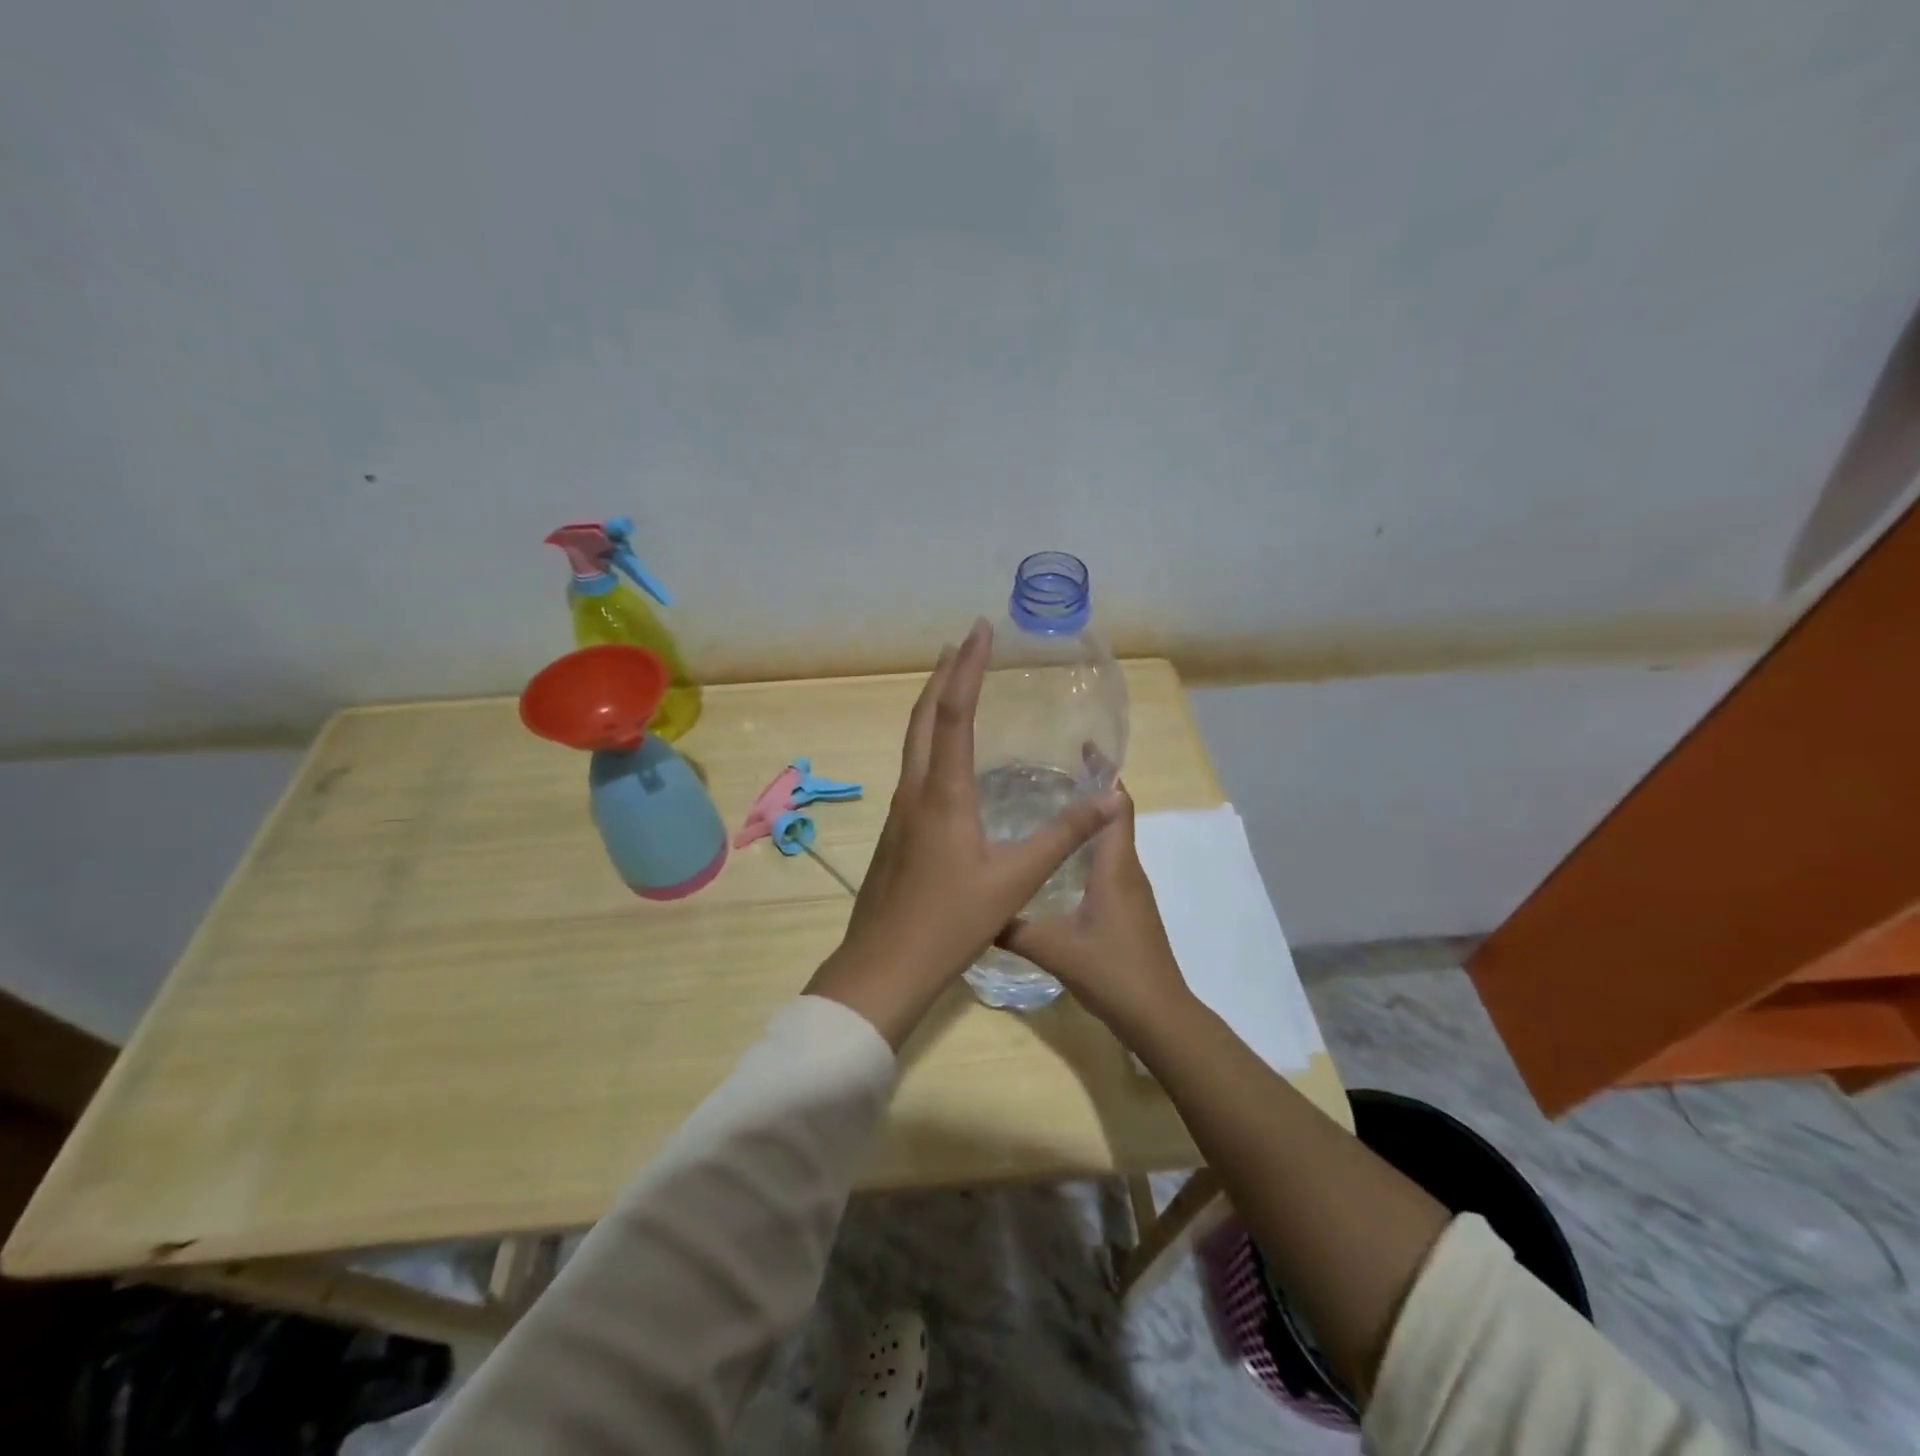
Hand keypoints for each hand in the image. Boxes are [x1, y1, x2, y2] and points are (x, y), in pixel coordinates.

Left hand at [804, 618, 1124, 1046]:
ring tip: (954, 683)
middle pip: (923, 717)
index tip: (980, 629)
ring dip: (932, 705)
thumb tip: (1111, 796)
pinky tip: (945, 756)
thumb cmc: (949, 922)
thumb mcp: (1014, 880)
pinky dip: (929, 740)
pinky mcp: (896, 831)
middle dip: (944, 674)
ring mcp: (899, 811)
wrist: (883, 966)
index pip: (953, 713)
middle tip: (965, 642)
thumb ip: (1062, 835)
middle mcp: (915, 791)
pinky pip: (913, 767)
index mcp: (942, 793)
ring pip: (912, 742)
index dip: (968, 668)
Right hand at [998, 789, 1191, 1034]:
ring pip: (1110, 843)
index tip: (1079, 748)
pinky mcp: (1128, 910)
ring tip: (1045, 810)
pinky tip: (1057, 862)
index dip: (1104, 774)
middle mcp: (1127, 870)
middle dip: (1088, 792)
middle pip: (1114, 817)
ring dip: (1086, 822)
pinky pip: (1108, 865)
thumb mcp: (1054, 948)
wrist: (1158, 1015)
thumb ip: (1013, 927)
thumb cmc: (1112, 972)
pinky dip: (1087, 850)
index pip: (1117, 805)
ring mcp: (1131, 891)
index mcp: (1115, 867)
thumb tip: (975, 909)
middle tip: (1045, 775)